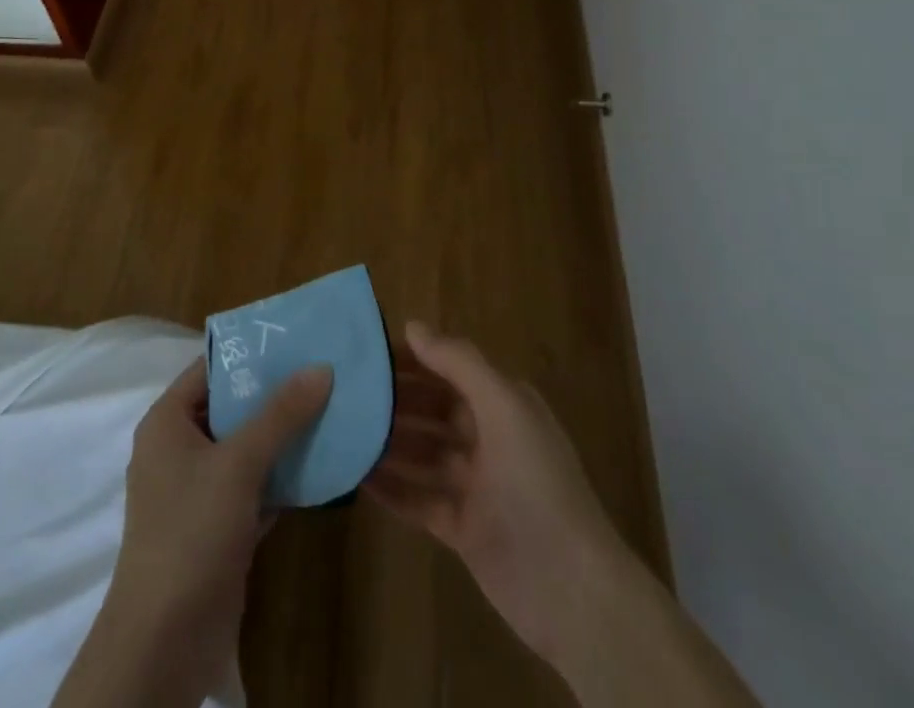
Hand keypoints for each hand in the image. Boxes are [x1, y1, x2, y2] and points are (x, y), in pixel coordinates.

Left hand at [56, 357, 332, 707]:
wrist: (164, 644)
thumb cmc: (191, 533)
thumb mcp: (238, 464)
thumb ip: (280, 414)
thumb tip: (321, 367)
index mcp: (168, 422)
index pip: (210, 369)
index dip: (250, 353)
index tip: (295, 339)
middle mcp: (179, 450)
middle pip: (232, 407)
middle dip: (275, 394)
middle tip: (323, 371)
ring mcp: (199, 491)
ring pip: (247, 448)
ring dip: (284, 436)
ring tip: (331, 409)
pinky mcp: (219, 527)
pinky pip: (255, 486)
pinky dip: (283, 476)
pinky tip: (322, 463)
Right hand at [364, 322, 631, 665]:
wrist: (570, 588)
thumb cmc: (536, 481)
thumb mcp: (502, 406)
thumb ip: (458, 363)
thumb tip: (413, 325)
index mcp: (503, 403)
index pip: (450, 369)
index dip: (413, 359)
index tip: (368, 353)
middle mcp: (489, 437)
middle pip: (433, 409)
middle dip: (396, 400)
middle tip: (346, 392)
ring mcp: (476, 485)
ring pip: (423, 454)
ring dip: (389, 442)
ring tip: (344, 430)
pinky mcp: (462, 528)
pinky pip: (419, 499)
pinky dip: (392, 488)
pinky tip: (358, 478)